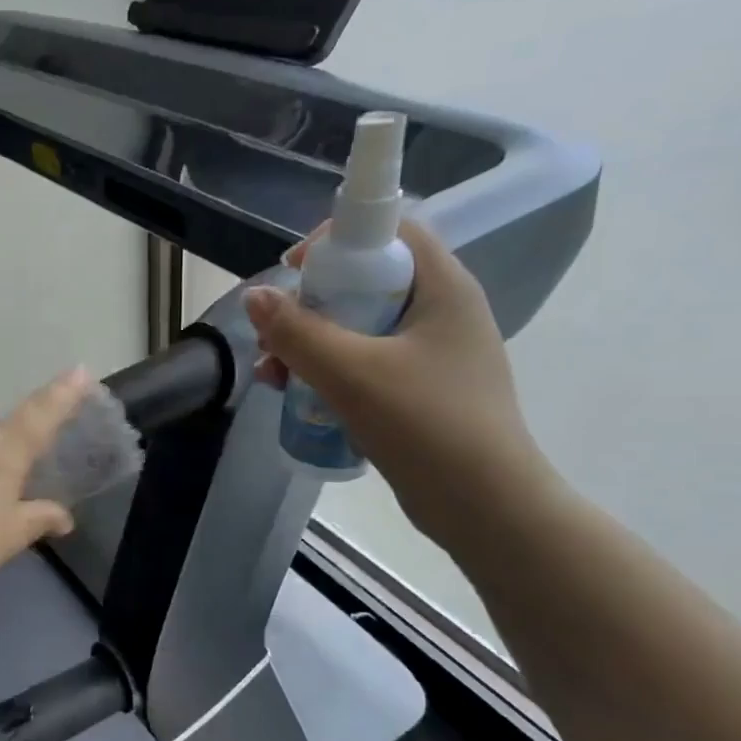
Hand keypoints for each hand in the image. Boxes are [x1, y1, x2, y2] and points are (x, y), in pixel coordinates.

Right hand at [244, 221, 560, 550]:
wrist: (485, 508)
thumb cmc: (426, 426)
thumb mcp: (351, 373)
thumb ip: (298, 332)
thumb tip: (254, 296)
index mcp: (443, 288)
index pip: (391, 231)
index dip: (338, 239)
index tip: (294, 272)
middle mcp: (441, 311)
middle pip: (366, 280)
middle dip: (310, 303)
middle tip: (276, 332)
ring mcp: (432, 353)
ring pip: (359, 325)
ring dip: (309, 342)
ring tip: (273, 373)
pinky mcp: (420, 389)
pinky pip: (364, 361)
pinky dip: (327, 370)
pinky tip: (294, 394)